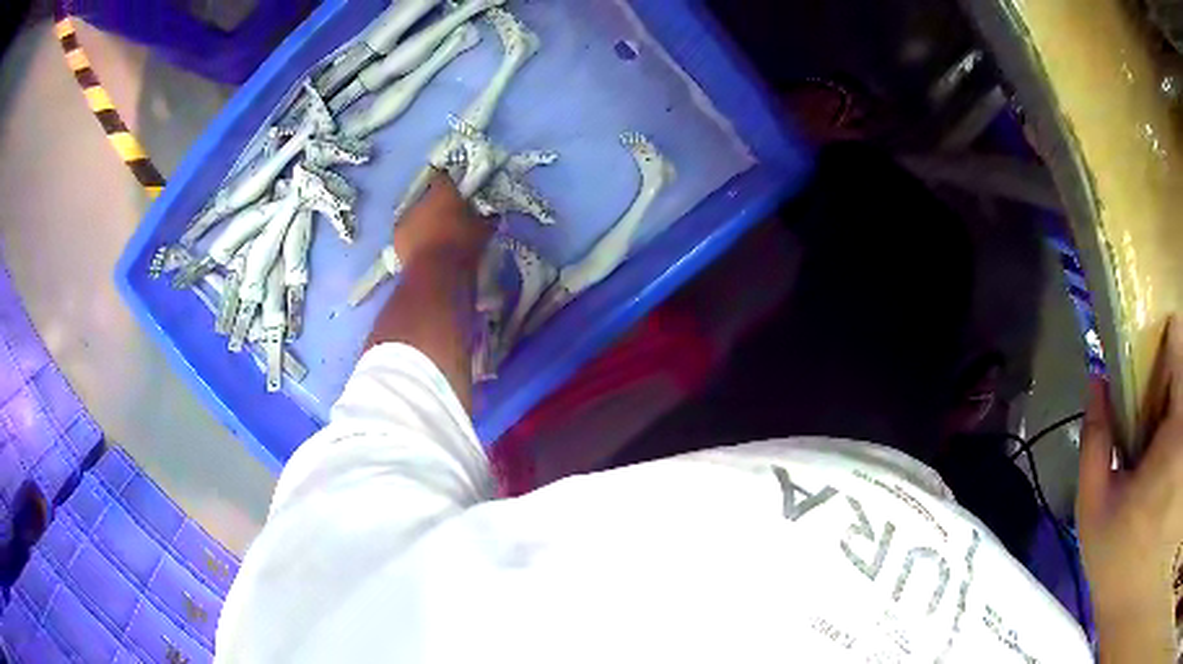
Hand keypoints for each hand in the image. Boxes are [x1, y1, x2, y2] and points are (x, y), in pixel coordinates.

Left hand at [393, 170, 491, 269]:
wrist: (435, 272)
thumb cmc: (462, 245)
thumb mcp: (483, 230)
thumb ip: (483, 218)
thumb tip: (489, 215)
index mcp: (442, 190)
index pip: (445, 177)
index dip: (452, 184)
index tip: (459, 192)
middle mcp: (420, 198)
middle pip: (428, 196)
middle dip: (436, 204)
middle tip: (447, 215)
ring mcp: (405, 217)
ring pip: (416, 214)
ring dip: (423, 220)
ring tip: (434, 233)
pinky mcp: (396, 237)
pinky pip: (408, 232)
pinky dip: (415, 237)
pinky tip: (424, 247)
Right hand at [1078, 318, 1182, 662]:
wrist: (1130, 609)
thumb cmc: (1120, 566)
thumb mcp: (1096, 511)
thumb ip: (1096, 441)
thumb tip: (1097, 383)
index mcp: (1178, 428)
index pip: (1178, 339)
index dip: (1162, 344)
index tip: (1148, 371)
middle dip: (1167, 386)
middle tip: (1150, 424)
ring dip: (1174, 411)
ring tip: (1158, 454)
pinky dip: (1177, 434)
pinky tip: (1166, 470)